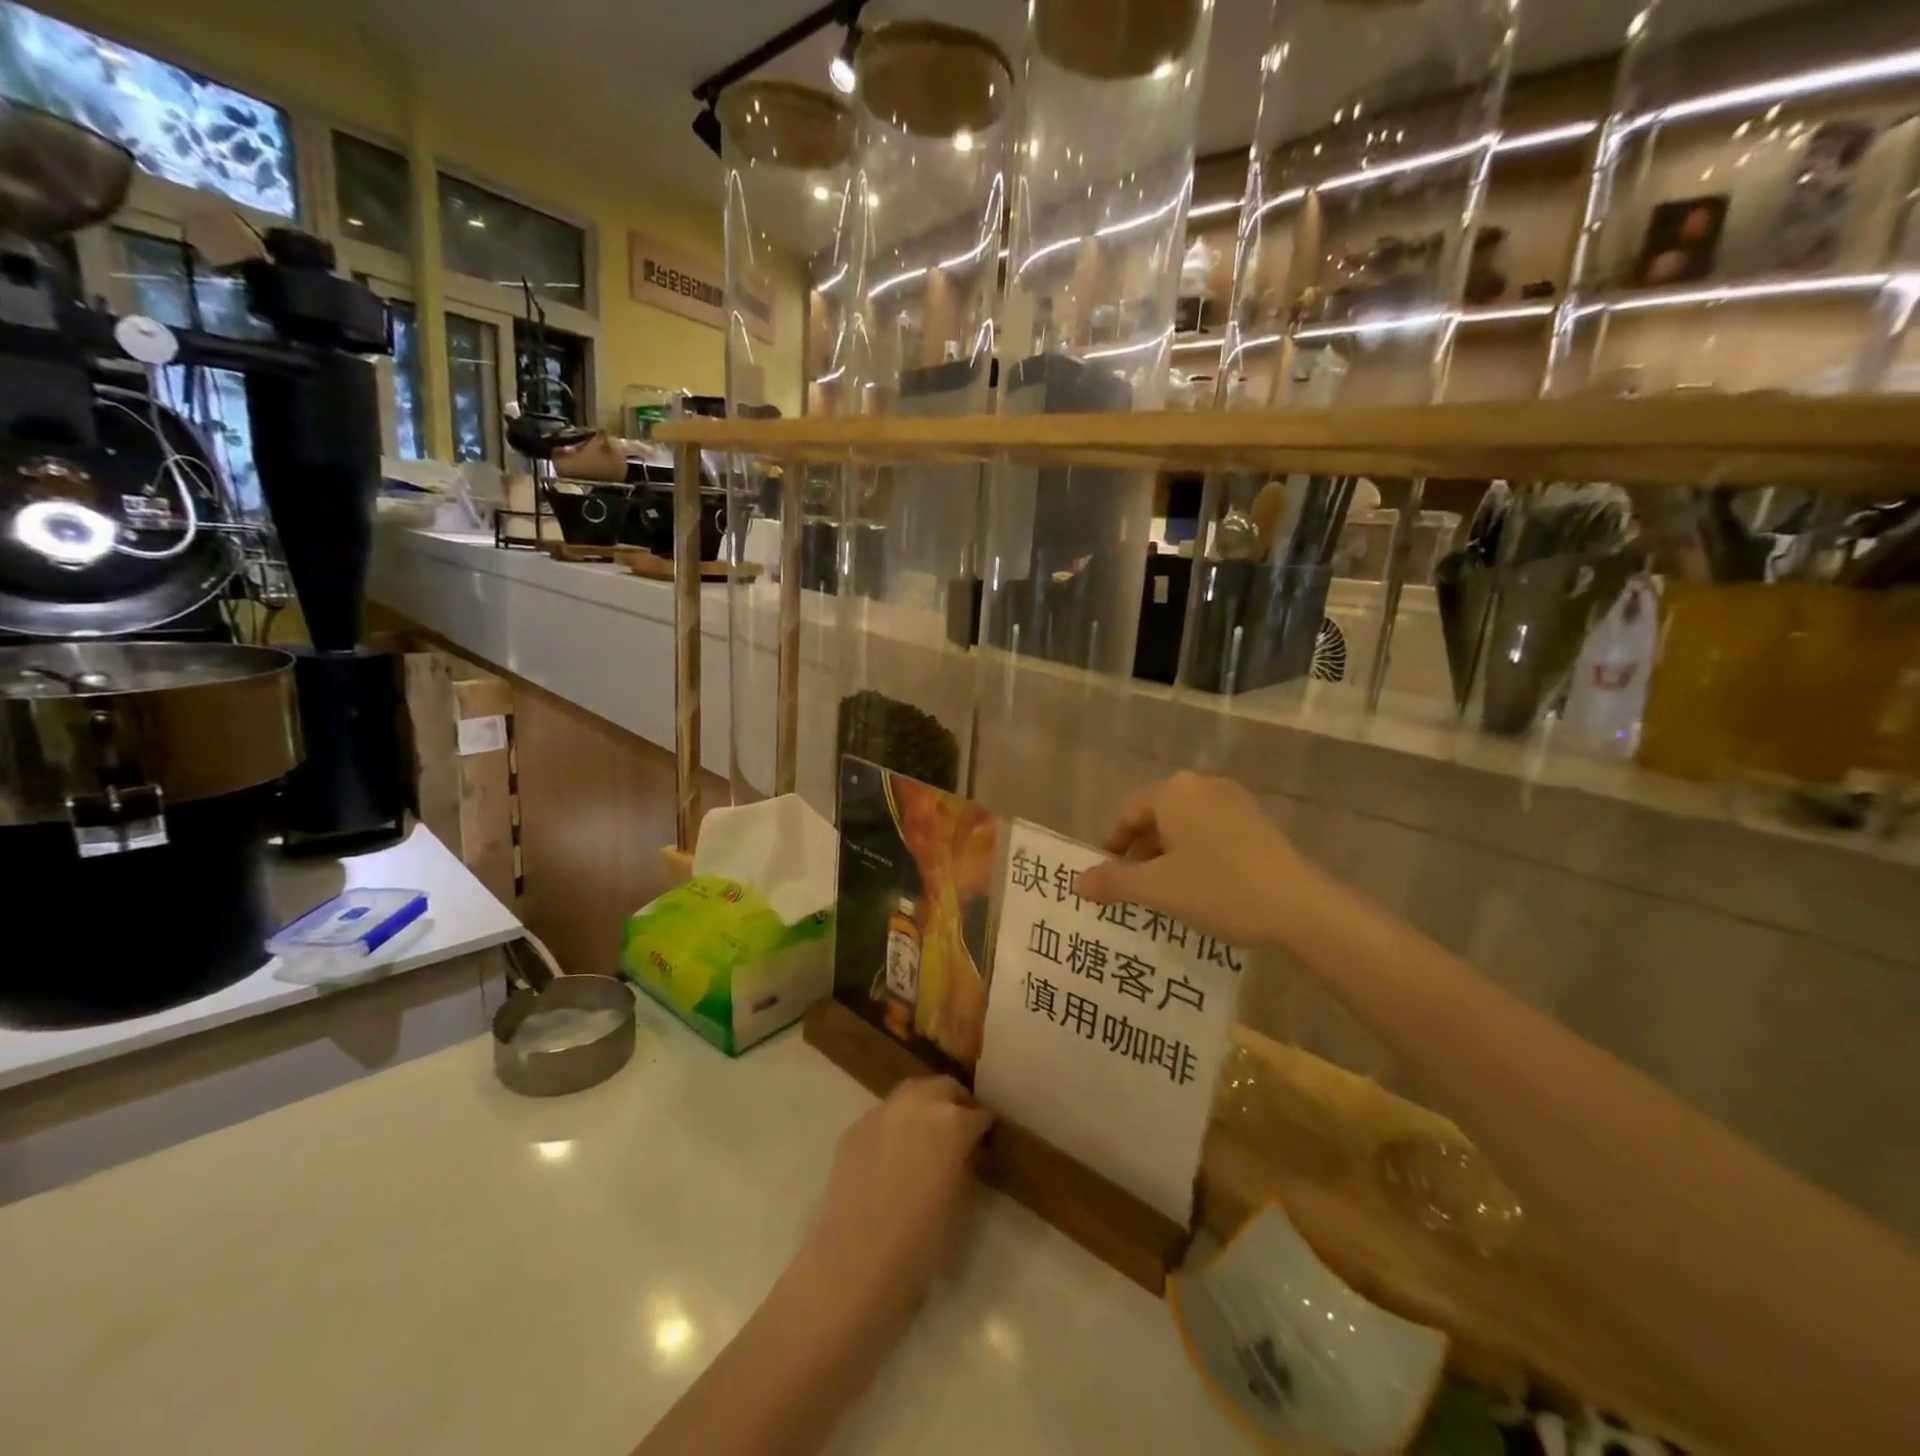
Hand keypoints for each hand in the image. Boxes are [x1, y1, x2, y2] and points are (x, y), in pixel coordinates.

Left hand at [801, 1077, 992, 1326]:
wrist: (856, 1263)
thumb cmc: (921, 1242)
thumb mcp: (962, 1203)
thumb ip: (967, 1165)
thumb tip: (967, 1152)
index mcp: (953, 1122)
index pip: (979, 1114)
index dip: (984, 1128)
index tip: (985, 1141)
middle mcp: (919, 1104)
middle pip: (945, 1087)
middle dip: (956, 1103)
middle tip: (959, 1130)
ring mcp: (883, 1111)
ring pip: (912, 1092)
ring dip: (925, 1104)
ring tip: (926, 1133)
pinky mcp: (856, 1126)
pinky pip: (884, 1114)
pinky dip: (896, 1124)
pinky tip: (893, 1152)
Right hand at [1076, 772, 1314, 948]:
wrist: (1300, 907)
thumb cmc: (1219, 888)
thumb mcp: (1158, 889)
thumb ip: (1113, 881)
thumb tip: (1077, 881)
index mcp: (1174, 792)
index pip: (1127, 813)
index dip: (1111, 845)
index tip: (1107, 876)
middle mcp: (1202, 786)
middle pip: (1156, 816)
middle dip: (1140, 851)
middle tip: (1133, 887)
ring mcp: (1234, 801)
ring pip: (1184, 825)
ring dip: (1168, 854)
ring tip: (1165, 890)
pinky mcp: (1257, 821)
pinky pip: (1210, 831)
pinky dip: (1196, 853)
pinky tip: (1201, 885)